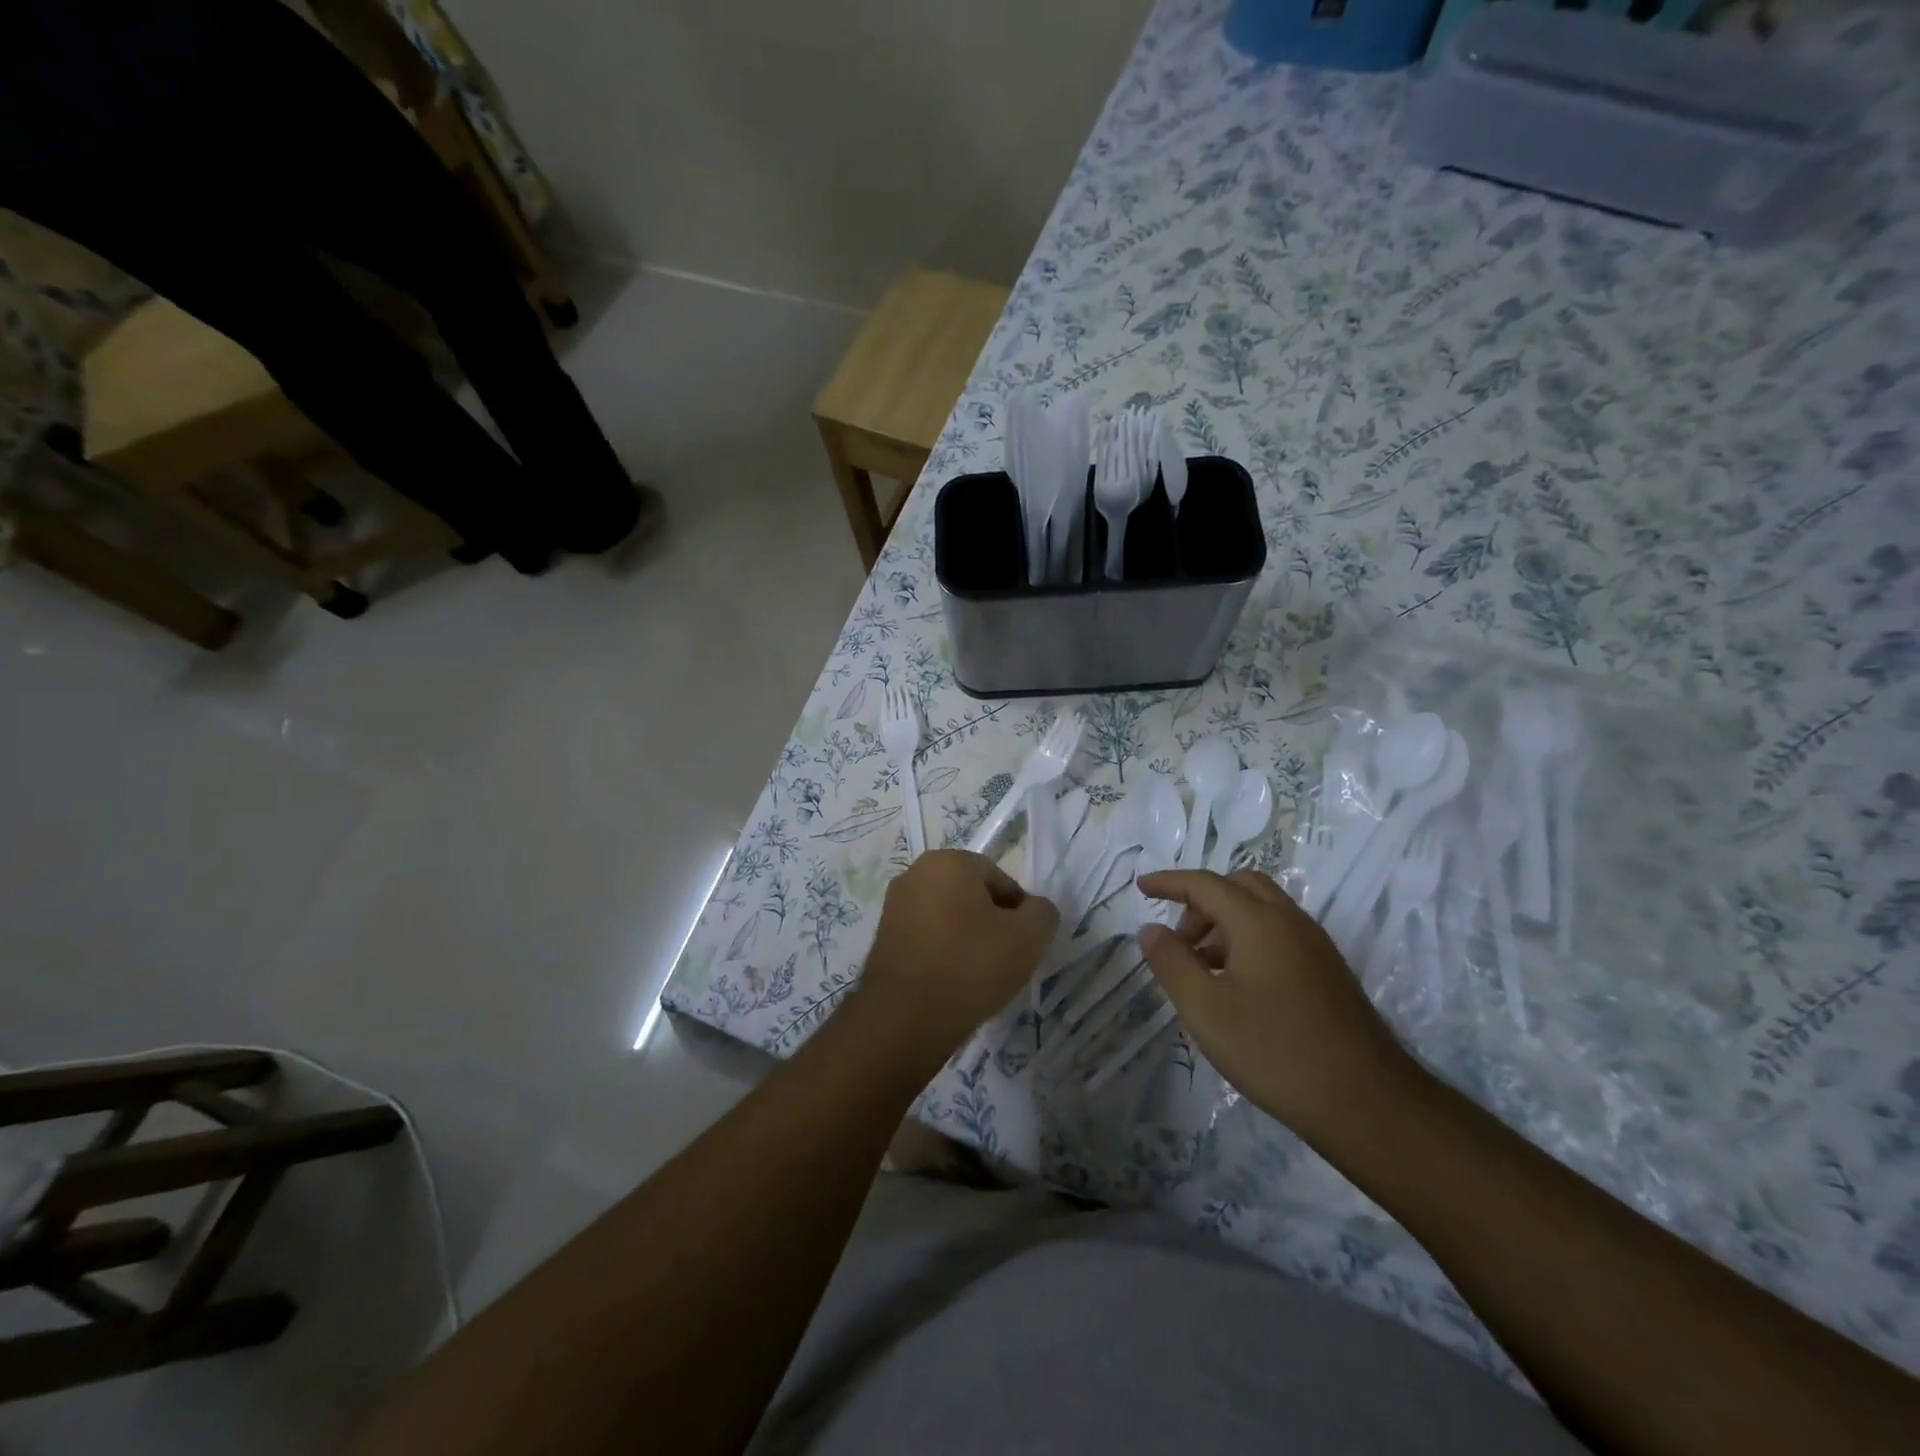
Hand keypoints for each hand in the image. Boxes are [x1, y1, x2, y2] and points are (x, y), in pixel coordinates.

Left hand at [858, 850, 1058, 1057]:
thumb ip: (1042, 913)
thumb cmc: (970, 965)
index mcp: (949, 861)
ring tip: (977, 977)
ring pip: (949, 918)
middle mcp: (916, 873)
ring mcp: (894, 905)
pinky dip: (942, 954)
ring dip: (966, 940)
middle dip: (991, 924)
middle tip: (1004, 961)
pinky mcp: (883, 937)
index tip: (1023, 946)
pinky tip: (951, 983)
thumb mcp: (1029, 937)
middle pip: (972, 896)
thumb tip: (1034, 910)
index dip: (1019, 913)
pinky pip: (927, 938)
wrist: (905, 1018)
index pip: (1001, 880)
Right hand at [1136, 869, 1414, 1141]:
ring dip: (1225, 922)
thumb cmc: (1274, 1051)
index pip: (1205, 884)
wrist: (1367, 1102)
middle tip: (1179, 939)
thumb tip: (1151, 928)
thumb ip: (1171, 962)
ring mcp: (1315, 946)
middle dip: (1201, 901)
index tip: (1140, 887)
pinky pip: (1279, 933)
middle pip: (1239, 886)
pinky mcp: (1329, 972)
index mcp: (1259, 921)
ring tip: (1203, 970)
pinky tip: (1238, 987)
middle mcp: (1290, 921)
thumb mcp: (1205, 1009)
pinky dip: (1249, 939)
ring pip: (1262, 910)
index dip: (1169, 882)